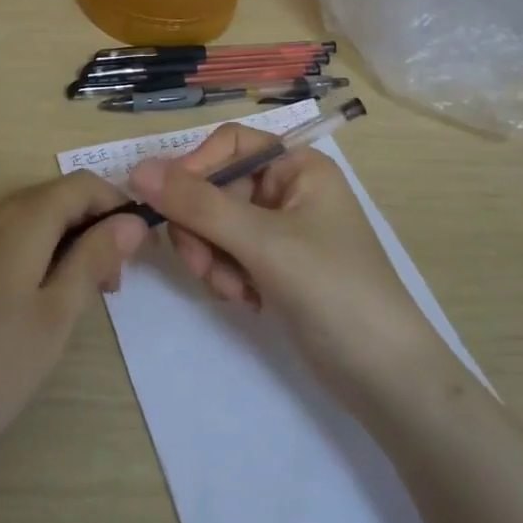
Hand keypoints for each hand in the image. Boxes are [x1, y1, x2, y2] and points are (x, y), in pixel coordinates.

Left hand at [0, 172, 147, 490]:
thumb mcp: (56, 315)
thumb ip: (93, 259)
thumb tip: (131, 220)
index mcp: (20, 219)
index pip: (81, 184)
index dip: (116, 205)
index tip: (137, 250)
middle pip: (53, 198)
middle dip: (91, 226)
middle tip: (109, 285)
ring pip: (28, 220)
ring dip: (63, 242)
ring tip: (76, 298)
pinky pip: (1, 241)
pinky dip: (31, 255)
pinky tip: (32, 304)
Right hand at [128, 127, 448, 398]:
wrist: (385, 376)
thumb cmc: (333, 291)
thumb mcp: (263, 242)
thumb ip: (199, 205)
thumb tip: (138, 169)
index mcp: (297, 165)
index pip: (228, 145)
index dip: (194, 170)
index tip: (168, 208)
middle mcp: (287, 189)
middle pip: (215, 188)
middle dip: (203, 230)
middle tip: (203, 266)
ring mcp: (281, 229)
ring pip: (215, 225)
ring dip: (213, 258)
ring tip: (236, 292)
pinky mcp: (274, 265)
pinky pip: (228, 254)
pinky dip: (227, 276)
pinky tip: (249, 302)